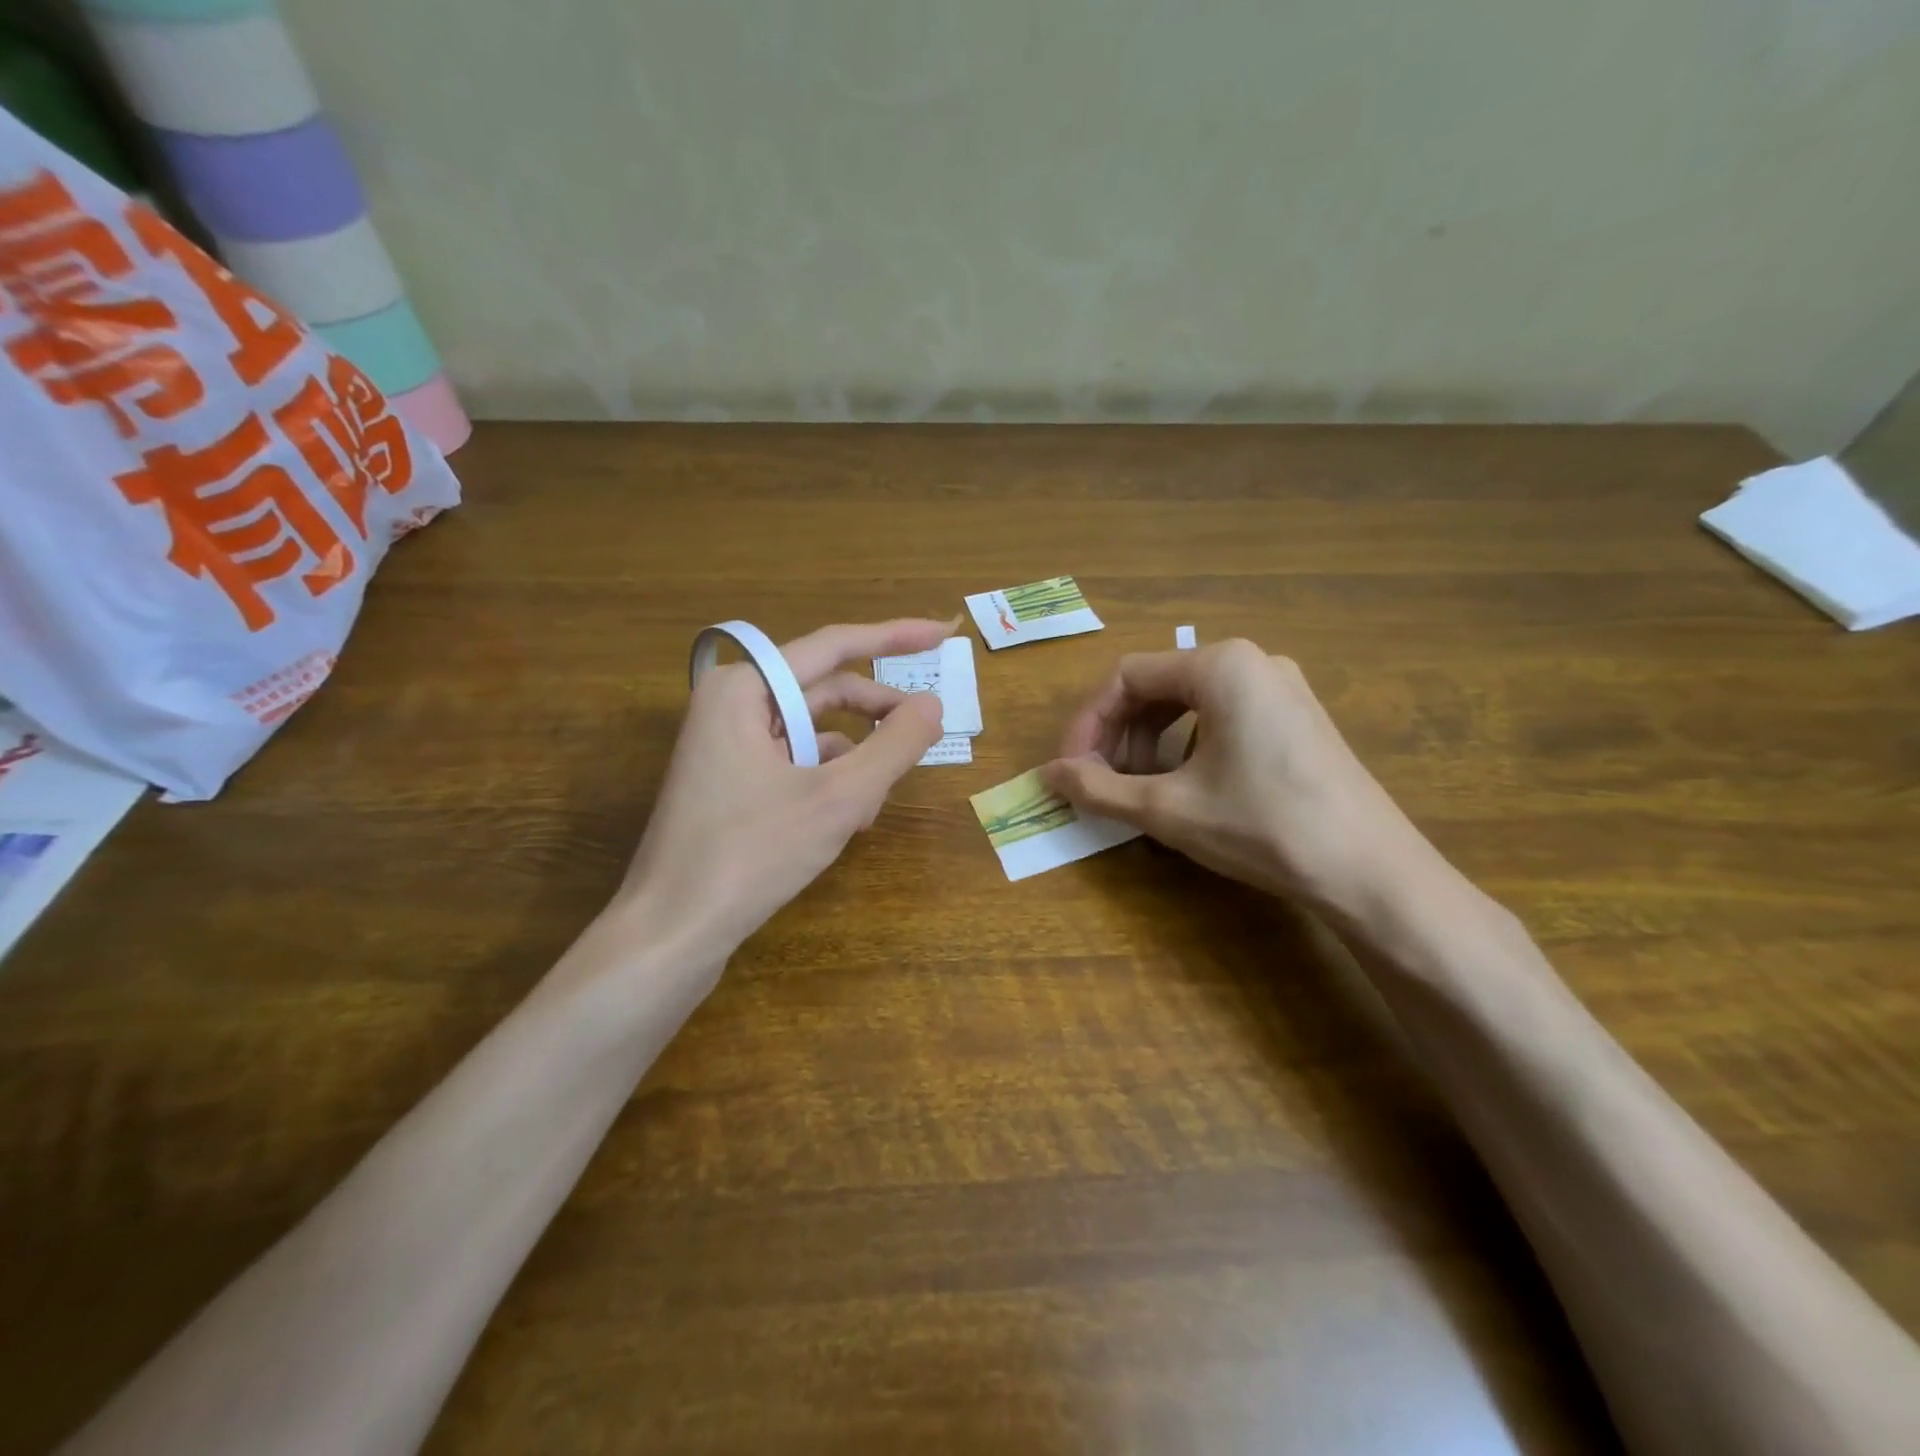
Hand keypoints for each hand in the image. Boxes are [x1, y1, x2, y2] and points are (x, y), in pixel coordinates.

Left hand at [617, 619, 947, 962]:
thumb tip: (933, 705)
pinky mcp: (729, 782)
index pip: (834, 645)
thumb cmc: (752, 855)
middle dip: (876, 713)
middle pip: (823, 689)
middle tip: (928, 729)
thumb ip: (893, 746)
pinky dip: (829, 781)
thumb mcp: (838, 799)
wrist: (671, 932)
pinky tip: (849, 819)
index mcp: (745, 688)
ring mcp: (726, 745)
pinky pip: (793, 762)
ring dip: (855, 757)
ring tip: (879, 800)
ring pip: (812, 731)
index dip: (895, 637)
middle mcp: (731, 704)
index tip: (943, 634)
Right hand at [1044, 640, 1440, 920]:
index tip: (1069, 769)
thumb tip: (1048, 774)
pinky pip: (1222, 716)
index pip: (1125, 678)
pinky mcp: (1297, 717)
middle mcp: (1252, 661)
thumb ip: (1099, 788)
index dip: (1087, 723)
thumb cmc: (1263, 827)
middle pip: (1157, 685)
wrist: (1372, 873)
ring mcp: (1281, 688)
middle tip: (1099, 781)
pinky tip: (1185, 785)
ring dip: (1148, 741)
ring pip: (1188, 702)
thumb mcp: (1168, 809)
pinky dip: (1186, 745)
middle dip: (1118, 734)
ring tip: (1137, 787)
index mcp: (1220, 665)